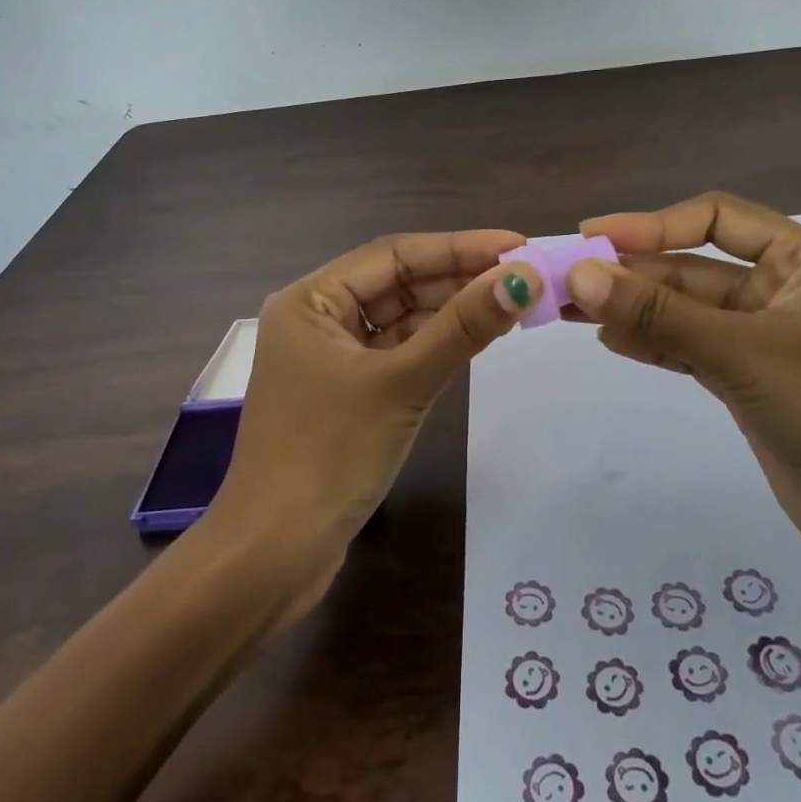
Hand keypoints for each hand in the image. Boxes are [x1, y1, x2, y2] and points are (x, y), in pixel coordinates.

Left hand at [208, 230, 545, 567]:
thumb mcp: (402, 384)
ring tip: (513, 302)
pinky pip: (398, 354)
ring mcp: (330, 359)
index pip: (395, 255)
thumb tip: (523, 277)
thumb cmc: (329, 455)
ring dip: (451, 312)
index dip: (459, 247)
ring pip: (401, 320)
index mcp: (311, 300)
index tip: (517, 246)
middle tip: (525, 277)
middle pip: (399, 284)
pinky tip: (477, 339)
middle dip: (459, 279)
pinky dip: (435, 346)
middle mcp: (317, 319)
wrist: (275, 555)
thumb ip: (463, 327)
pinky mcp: (347, 394)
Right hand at [566, 193, 800, 592]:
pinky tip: (612, 341)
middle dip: (631, 273)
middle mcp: (783, 293)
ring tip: (570, 310)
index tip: (592, 236)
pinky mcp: (753, 387)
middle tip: (562, 281)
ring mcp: (767, 343)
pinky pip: (692, 351)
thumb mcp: (745, 355)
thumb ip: (661, 315)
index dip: (651, 223)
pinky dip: (654, 344)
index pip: (715, 219)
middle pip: (693, 268)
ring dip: (634, 309)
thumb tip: (580, 274)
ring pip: (687, 312)